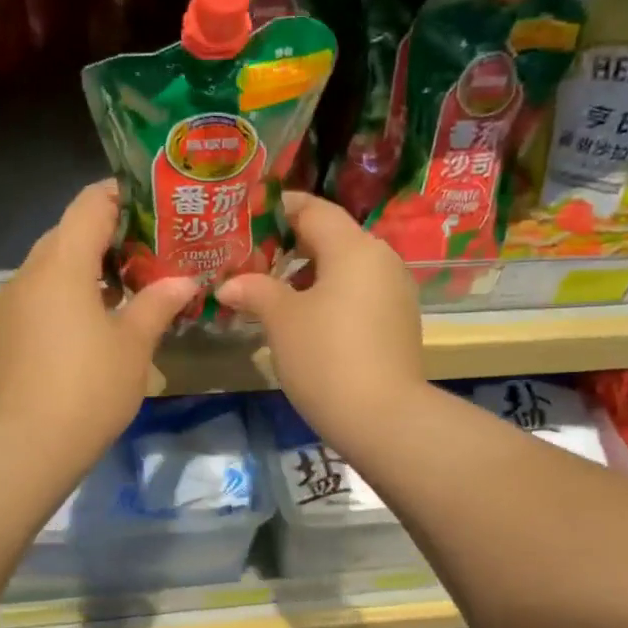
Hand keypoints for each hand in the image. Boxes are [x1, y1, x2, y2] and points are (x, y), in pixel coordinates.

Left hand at [0, 180, 199, 470]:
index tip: (157, 204)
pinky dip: (73, 292)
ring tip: (135, 283)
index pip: (90, 203)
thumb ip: (158, 303)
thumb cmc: (89, 387)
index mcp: (62, 262)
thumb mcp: (134, 344)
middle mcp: (31, 272)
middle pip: (70, 231)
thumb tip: (185, 281)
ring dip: (92, 266)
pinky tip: (102, 317)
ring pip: (55, 265)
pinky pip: (44, 293)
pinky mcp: (9, 330)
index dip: (124, 195)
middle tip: (155, 248)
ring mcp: (14, 302)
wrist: (28, 444)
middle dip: (112, 234)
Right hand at [217, 191, 424, 454]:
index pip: (313, 209)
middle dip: (290, 246)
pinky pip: (359, 294)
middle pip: (332, 237)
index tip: (247, 218)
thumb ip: (255, 290)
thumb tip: (229, 284)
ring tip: (273, 294)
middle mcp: (381, 259)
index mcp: (353, 247)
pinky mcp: (399, 323)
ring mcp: (395, 292)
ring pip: (346, 268)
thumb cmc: (325, 357)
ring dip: (309, 275)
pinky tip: (306, 321)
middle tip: (252, 260)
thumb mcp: (281, 320)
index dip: (278, 209)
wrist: (383, 418)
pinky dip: (331, 297)